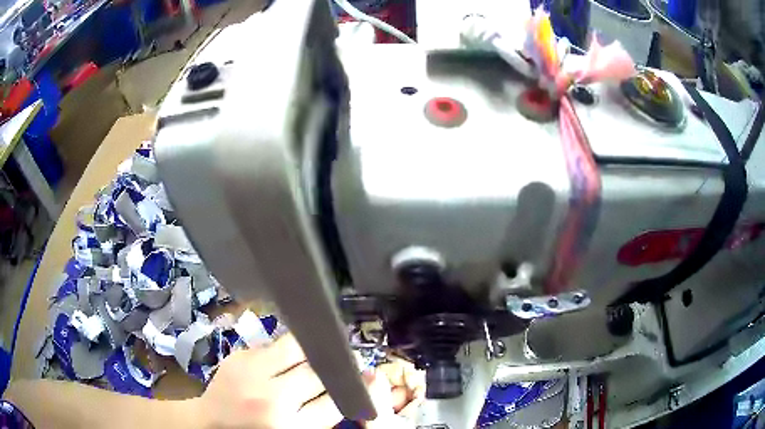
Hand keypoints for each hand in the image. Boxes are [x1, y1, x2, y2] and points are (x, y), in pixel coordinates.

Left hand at [194, 334, 423, 427]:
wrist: (210, 423)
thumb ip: (320, 415)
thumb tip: (356, 386)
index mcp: (290, 426)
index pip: (336, 402)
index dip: (355, 389)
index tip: (368, 378)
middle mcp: (273, 399)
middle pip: (320, 373)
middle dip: (337, 368)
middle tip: (345, 363)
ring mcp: (253, 373)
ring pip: (300, 348)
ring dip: (315, 351)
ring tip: (323, 351)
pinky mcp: (240, 356)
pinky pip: (276, 344)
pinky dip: (290, 348)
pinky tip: (293, 352)